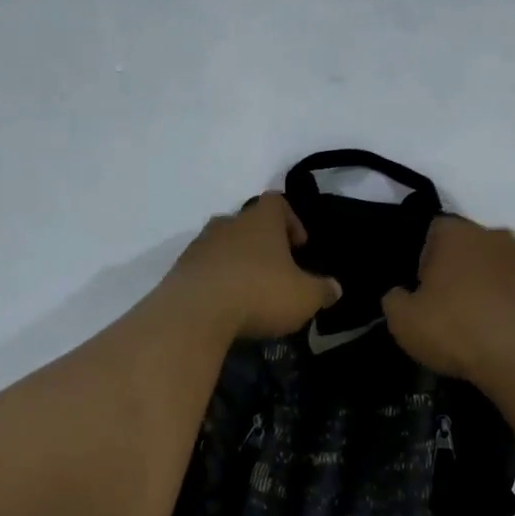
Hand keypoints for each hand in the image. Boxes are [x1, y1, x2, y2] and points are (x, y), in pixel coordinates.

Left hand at [168, 193, 341, 340]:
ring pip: (223, 246)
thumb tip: (335, 288)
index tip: (300, 247)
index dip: (292, 221)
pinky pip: (204, 269)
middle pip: (248, 224)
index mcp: (261, 220)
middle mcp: (228, 223)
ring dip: (237, 263)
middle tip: (276, 272)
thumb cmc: (259, 293)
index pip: (277, 202)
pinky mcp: (180, 269)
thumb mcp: (304, 297)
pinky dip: (216, 281)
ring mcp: (199, 245)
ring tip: (249, 292)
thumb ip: (323, 290)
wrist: (195, 313)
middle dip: (262, 245)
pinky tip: (225, 306)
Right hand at [382, 217, 514, 383]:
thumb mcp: (403, 321)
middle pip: (473, 246)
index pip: (435, 231)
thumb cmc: (456, 331)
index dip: (426, 257)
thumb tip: (400, 294)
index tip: (424, 288)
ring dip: (494, 286)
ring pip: (505, 267)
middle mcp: (497, 238)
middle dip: (463, 269)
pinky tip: (513, 333)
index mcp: (457, 237)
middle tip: (453, 306)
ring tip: (485, 324)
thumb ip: (395, 300)